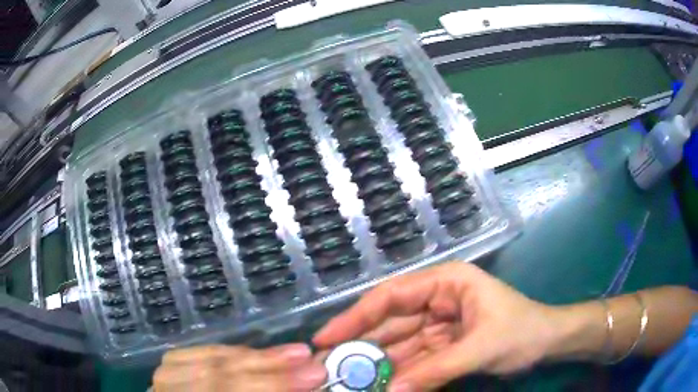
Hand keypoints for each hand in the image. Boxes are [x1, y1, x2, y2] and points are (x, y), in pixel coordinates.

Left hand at [153, 344, 326, 390]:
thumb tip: (307, 385)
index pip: (231, 389)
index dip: (276, 383)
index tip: (315, 375)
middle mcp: (171, 387)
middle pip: (222, 373)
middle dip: (271, 366)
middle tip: (309, 359)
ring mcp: (166, 373)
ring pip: (213, 357)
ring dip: (257, 356)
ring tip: (294, 351)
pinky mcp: (170, 362)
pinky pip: (205, 350)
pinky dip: (235, 352)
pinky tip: (258, 352)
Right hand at [313, 263, 560, 390]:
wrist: (547, 343)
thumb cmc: (521, 332)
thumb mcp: (480, 348)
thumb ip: (435, 370)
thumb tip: (390, 390)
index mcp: (445, 283)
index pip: (391, 296)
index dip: (355, 317)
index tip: (326, 338)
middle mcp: (436, 300)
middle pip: (389, 323)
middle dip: (361, 346)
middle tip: (330, 367)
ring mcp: (438, 325)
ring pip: (398, 345)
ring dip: (377, 365)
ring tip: (348, 381)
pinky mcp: (442, 346)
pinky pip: (413, 360)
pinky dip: (398, 374)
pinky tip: (380, 386)